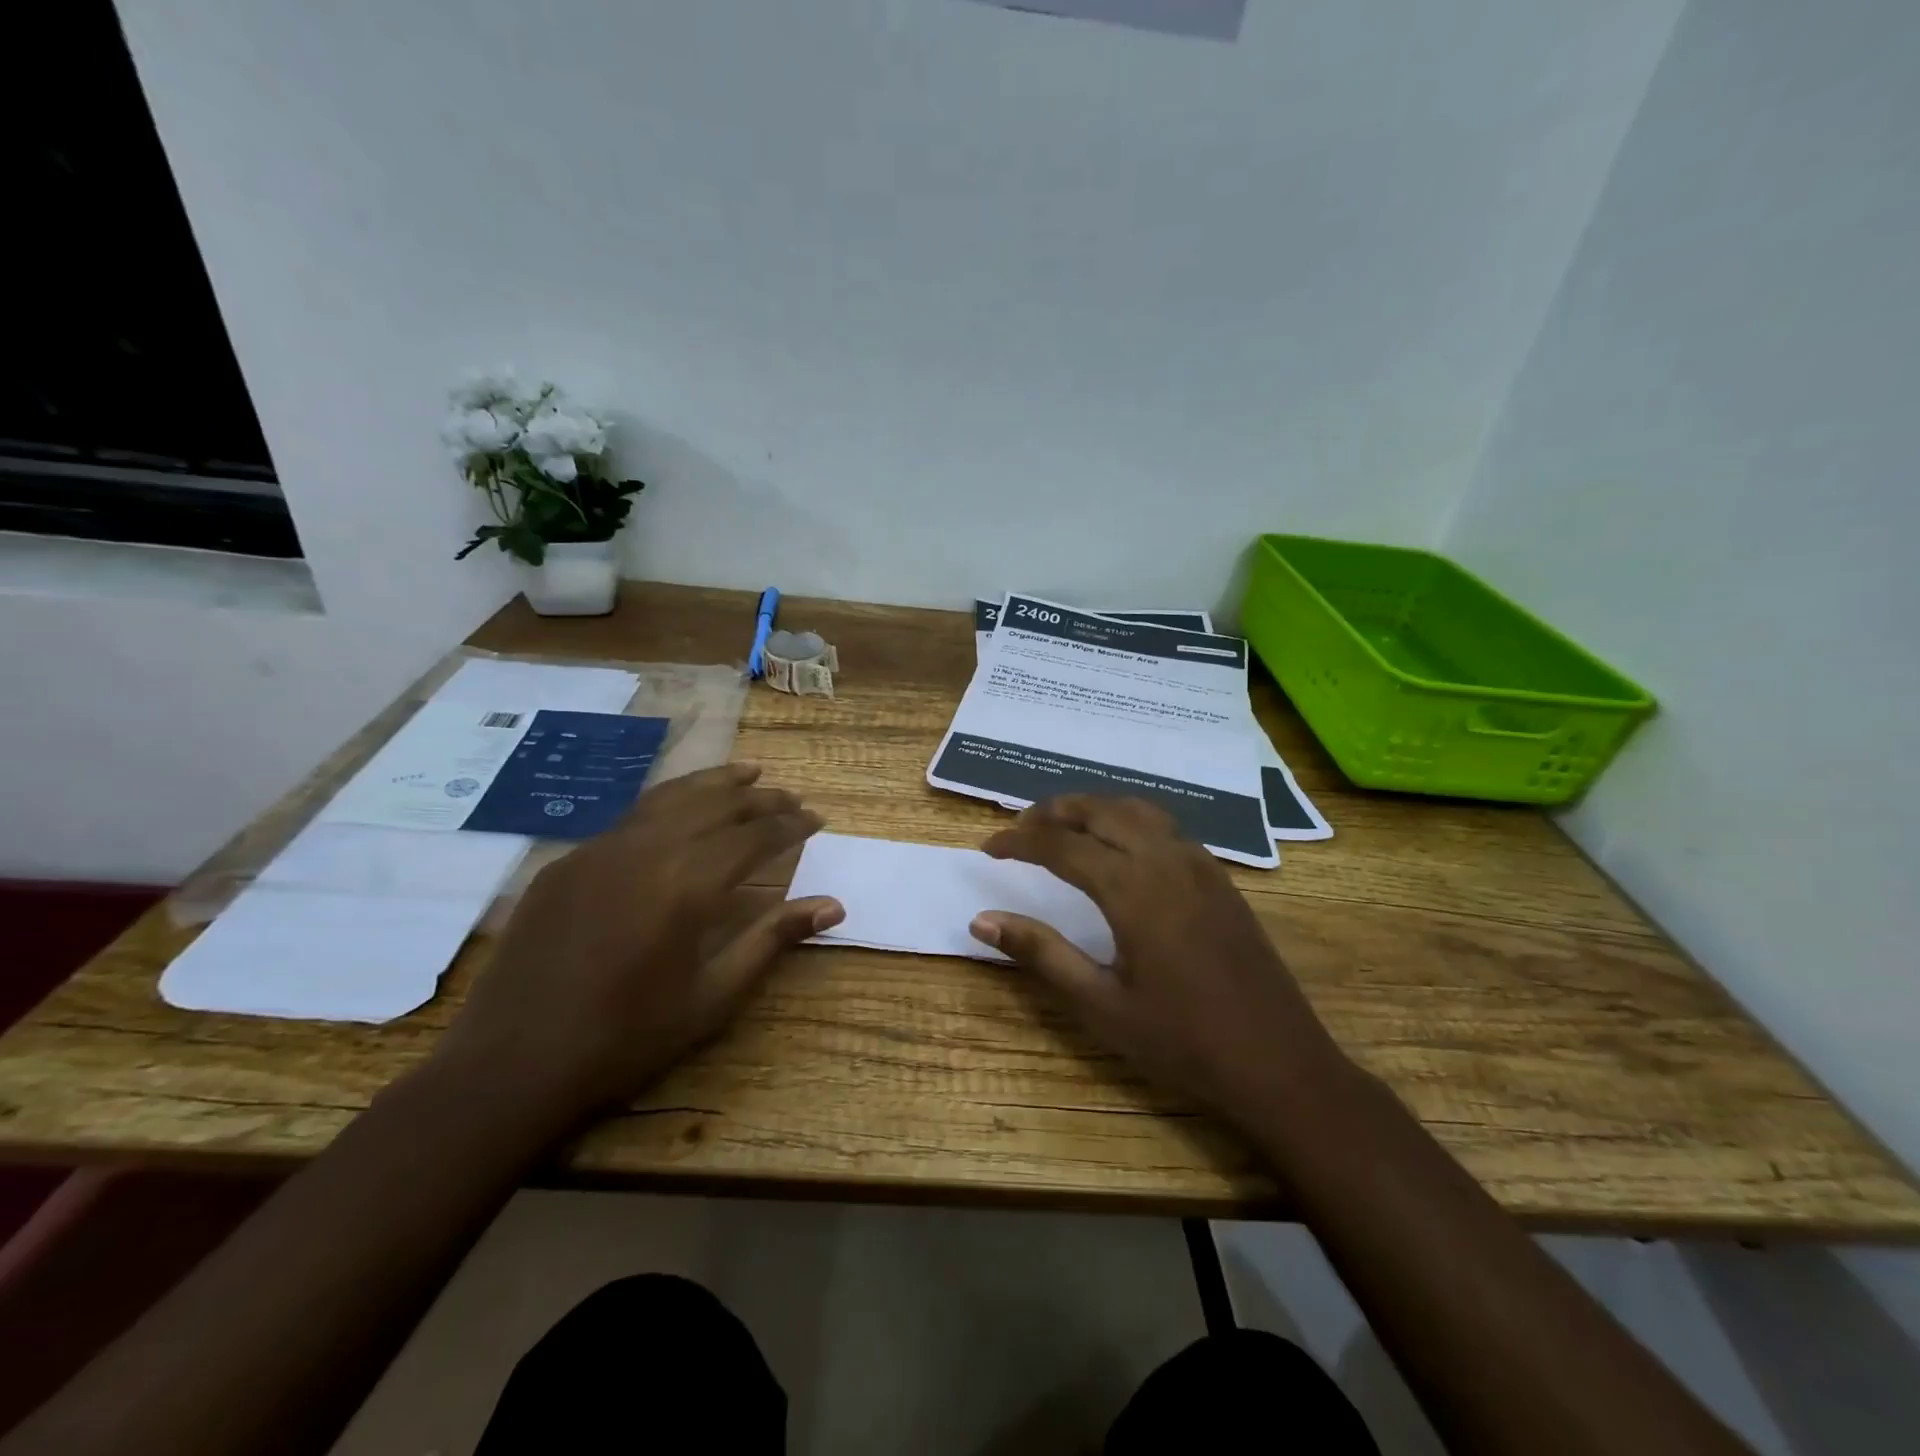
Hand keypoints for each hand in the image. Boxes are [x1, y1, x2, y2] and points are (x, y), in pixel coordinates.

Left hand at [433, 764, 842, 1128]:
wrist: (511, 1067)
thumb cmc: (626, 1040)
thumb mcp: (713, 997)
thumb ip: (772, 940)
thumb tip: (833, 905)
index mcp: (686, 884)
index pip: (754, 836)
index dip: (791, 825)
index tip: (818, 820)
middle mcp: (645, 850)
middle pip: (716, 804)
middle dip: (761, 798)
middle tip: (792, 799)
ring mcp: (599, 850)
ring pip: (671, 797)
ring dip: (716, 784)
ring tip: (749, 774)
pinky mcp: (567, 862)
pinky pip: (631, 817)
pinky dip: (670, 803)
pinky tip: (681, 811)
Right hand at [971, 796, 1350, 1123]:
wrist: (1280, 1065)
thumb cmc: (1183, 1043)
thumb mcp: (1101, 1005)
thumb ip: (1041, 954)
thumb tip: (982, 919)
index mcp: (1133, 889)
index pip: (1061, 845)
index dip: (1019, 841)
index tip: (988, 847)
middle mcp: (1167, 860)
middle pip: (1100, 810)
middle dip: (1054, 811)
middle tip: (1020, 828)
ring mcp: (1200, 865)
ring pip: (1137, 810)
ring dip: (1094, 809)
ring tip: (1063, 827)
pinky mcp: (1221, 878)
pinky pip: (1165, 827)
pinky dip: (1129, 821)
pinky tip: (1120, 849)